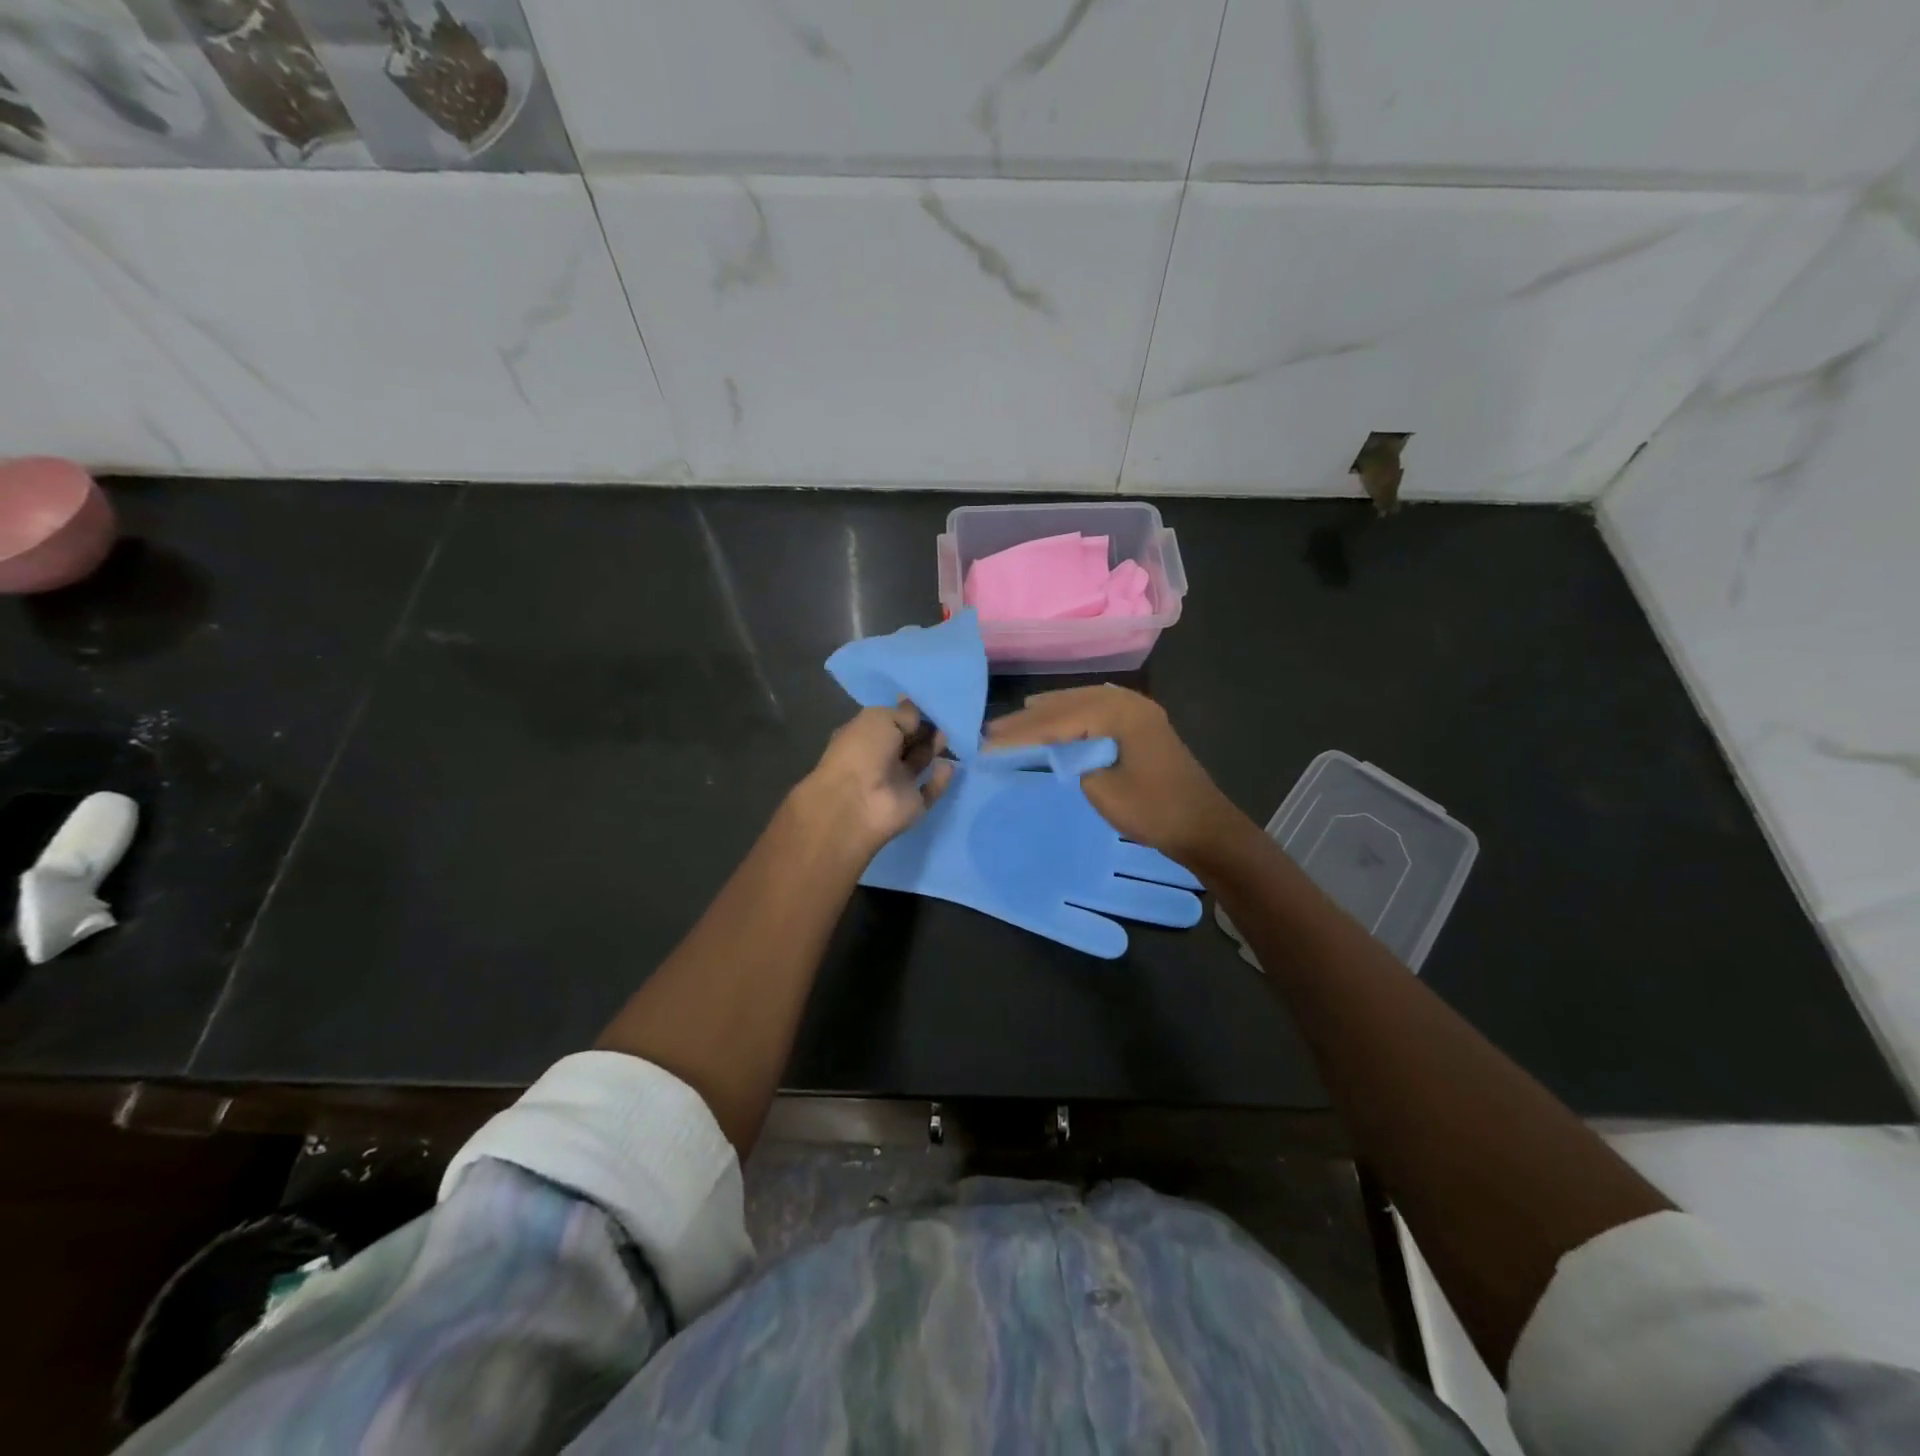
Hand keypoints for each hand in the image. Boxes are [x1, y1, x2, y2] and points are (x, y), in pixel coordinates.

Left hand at [794, 701, 953, 857]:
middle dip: (925, 731)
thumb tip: (916, 712)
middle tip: (944, 719)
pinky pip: (930, 790)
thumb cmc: (863, 752)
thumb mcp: (880, 719)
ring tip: (948, 737)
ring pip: (919, 763)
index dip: (909, 715)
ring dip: (933, 749)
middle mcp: (879, 759)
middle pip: (907, 742)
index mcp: (864, 737)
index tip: (929, 706)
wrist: (858, 802)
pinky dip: (941, 779)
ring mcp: (895, 783)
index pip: (890, 723)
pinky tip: (950, 765)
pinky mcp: (912, 804)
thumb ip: (903, 715)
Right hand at [985, 685, 1245, 867]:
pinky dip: (1069, 715)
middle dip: (1028, 719)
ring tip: (1014, 720)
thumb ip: (1073, 761)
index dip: (1020, 734)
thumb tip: (1057, 749)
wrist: (1204, 827)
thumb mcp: (1102, 789)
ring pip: (1081, 703)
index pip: (1057, 720)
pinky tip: (1054, 717)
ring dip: (1047, 714)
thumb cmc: (1154, 811)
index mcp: (1118, 714)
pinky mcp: (1140, 725)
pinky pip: (1095, 710)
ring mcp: (1137, 711)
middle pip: (1067, 704)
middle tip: (992, 730)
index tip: (987, 743)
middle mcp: (1128, 702)